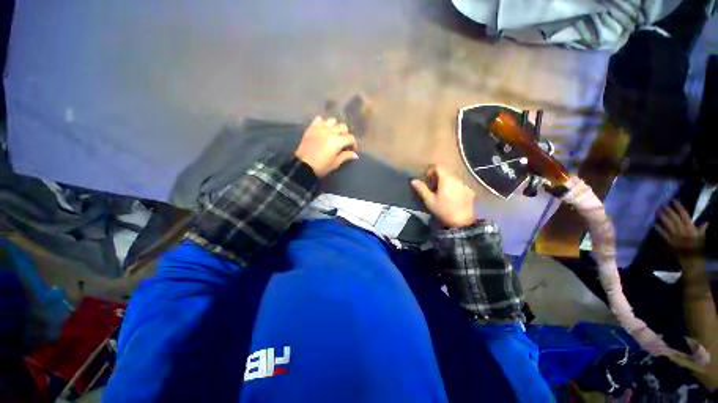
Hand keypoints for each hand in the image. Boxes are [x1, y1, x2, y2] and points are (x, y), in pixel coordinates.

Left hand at [295, 116, 358, 177]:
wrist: (303, 166)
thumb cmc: (321, 166)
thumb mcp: (335, 163)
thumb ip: (346, 156)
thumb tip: (355, 155)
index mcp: (338, 141)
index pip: (350, 138)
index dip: (353, 143)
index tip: (351, 149)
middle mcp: (330, 131)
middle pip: (343, 127)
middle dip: (345, 134)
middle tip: (343, 142)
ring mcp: (320, 128)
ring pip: (332, 121)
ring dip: (335, 127)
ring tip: (333, 134)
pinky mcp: (311, 128)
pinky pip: (319, 119)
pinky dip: (323, 123)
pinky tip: (323, 130)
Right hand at [411, 164, 476, 227]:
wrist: (462, 222)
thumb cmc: (443, 210)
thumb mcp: (429, 200)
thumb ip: (422, 189)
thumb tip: (413, 180)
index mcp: (446, 179)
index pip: (438, 167)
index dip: (431, 171)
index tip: (427, 179)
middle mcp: (457, 178)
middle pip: (446, 172)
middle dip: (438, 176)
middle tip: (433, 186)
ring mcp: (465, 184)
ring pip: (453, 178)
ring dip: (446, 182)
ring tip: (442, 192)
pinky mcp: (470, 191)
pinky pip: (460, 185)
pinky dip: (454, 187)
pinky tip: (452, 198)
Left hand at [655, 200, 707, 255]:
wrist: (692, 261)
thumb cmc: (698, 248)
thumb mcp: (702, 237)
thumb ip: (701, 229)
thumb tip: (706, 221)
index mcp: (691, 228)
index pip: (684, 214)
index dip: (678, 207)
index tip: (673, 200)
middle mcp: (682, 231)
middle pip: (674, 218)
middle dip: (668, 211)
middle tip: (661, 204)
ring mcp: (675, 236)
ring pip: (667, 224)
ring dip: (662, 217)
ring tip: (657, 211)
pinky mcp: (669, 242)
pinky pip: (663, 234)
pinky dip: (658, 229)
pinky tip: (654, 224)